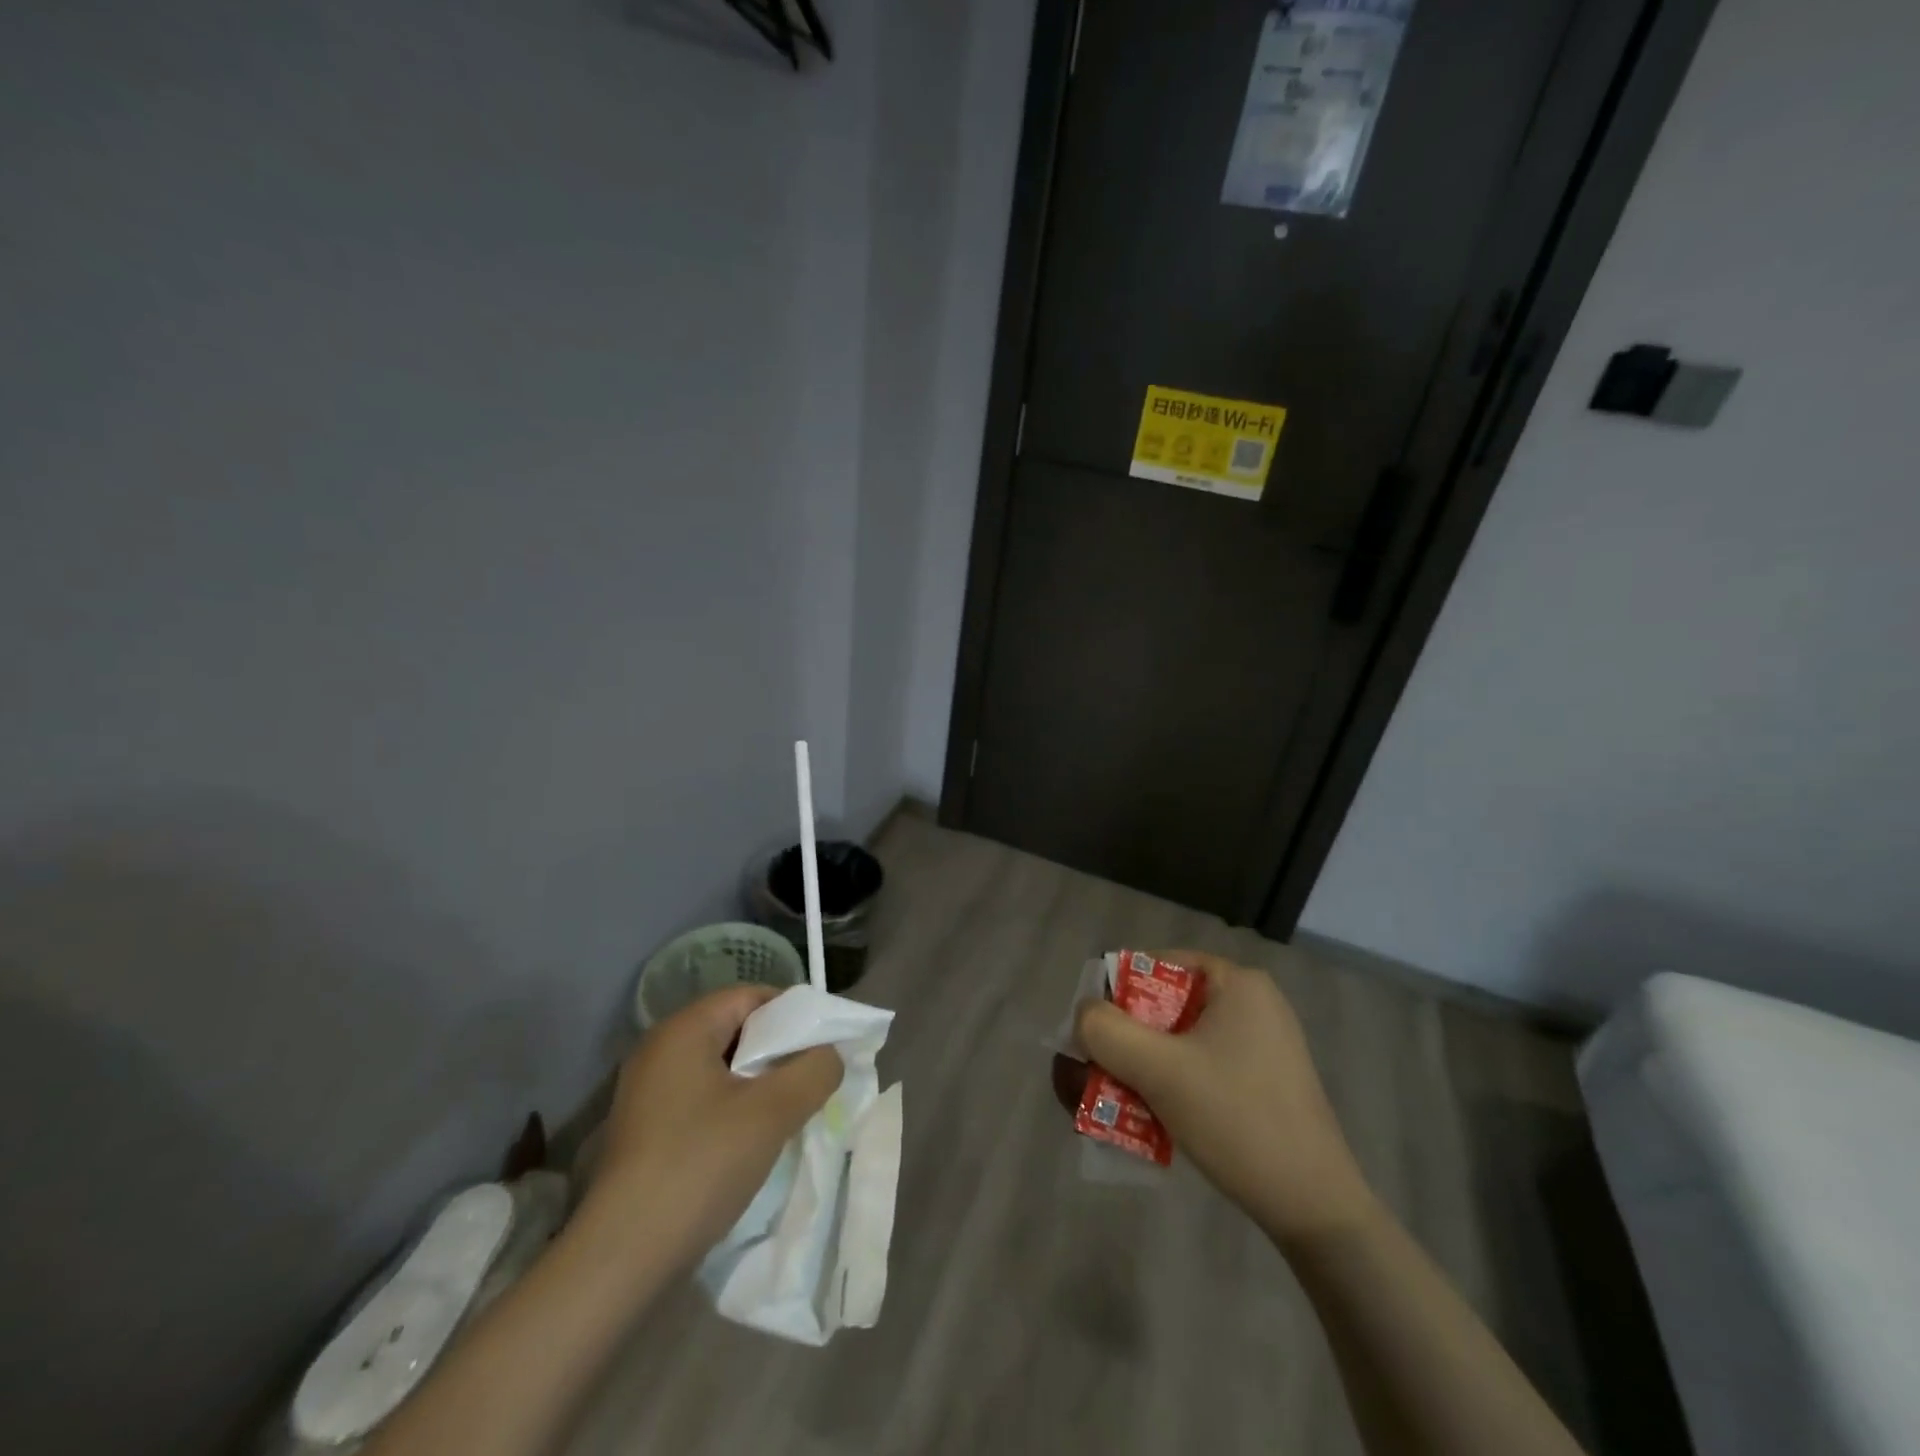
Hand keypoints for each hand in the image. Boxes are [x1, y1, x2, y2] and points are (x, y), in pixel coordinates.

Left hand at [585, 986, 842, 1274]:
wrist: (621, 1259)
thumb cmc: (700, 1166)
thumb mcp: (773, 1112)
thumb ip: (815, 1070)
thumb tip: (828, 1055)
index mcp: (684, 1029)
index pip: (751, 996)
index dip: (794, 1014)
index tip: (823, 1047)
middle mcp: (660, 1049)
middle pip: (736, 1029)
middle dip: (779, 1051)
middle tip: (811, 1081)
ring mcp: (648, 1091)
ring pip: (721, 1067)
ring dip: (759, 1084)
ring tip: (789, 1113)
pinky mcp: (646, 1129)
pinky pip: (702, 1098)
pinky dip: (733, 1108)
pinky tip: (751, 1142)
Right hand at [1076, 950, 1375, 1247]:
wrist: (1316, 1210)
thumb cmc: (1237, 1121)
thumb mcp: (1160, 1070)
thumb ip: (1106, 1031)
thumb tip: (1084, 1014)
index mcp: (1235, 982)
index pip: (1153, 965)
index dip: (1113, 996)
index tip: (1093, 1039)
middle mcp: (1250, 1001)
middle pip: (1162, 1005)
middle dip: (1122, 1042)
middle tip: (1094, 1078)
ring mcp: (1260, 1042)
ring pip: (1177, 1040)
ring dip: (1139, 1068)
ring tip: (1112, 1105)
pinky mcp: (1262, 1079)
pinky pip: (1199, 1065)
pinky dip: (1168, 1084)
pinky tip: (1149, 1120)